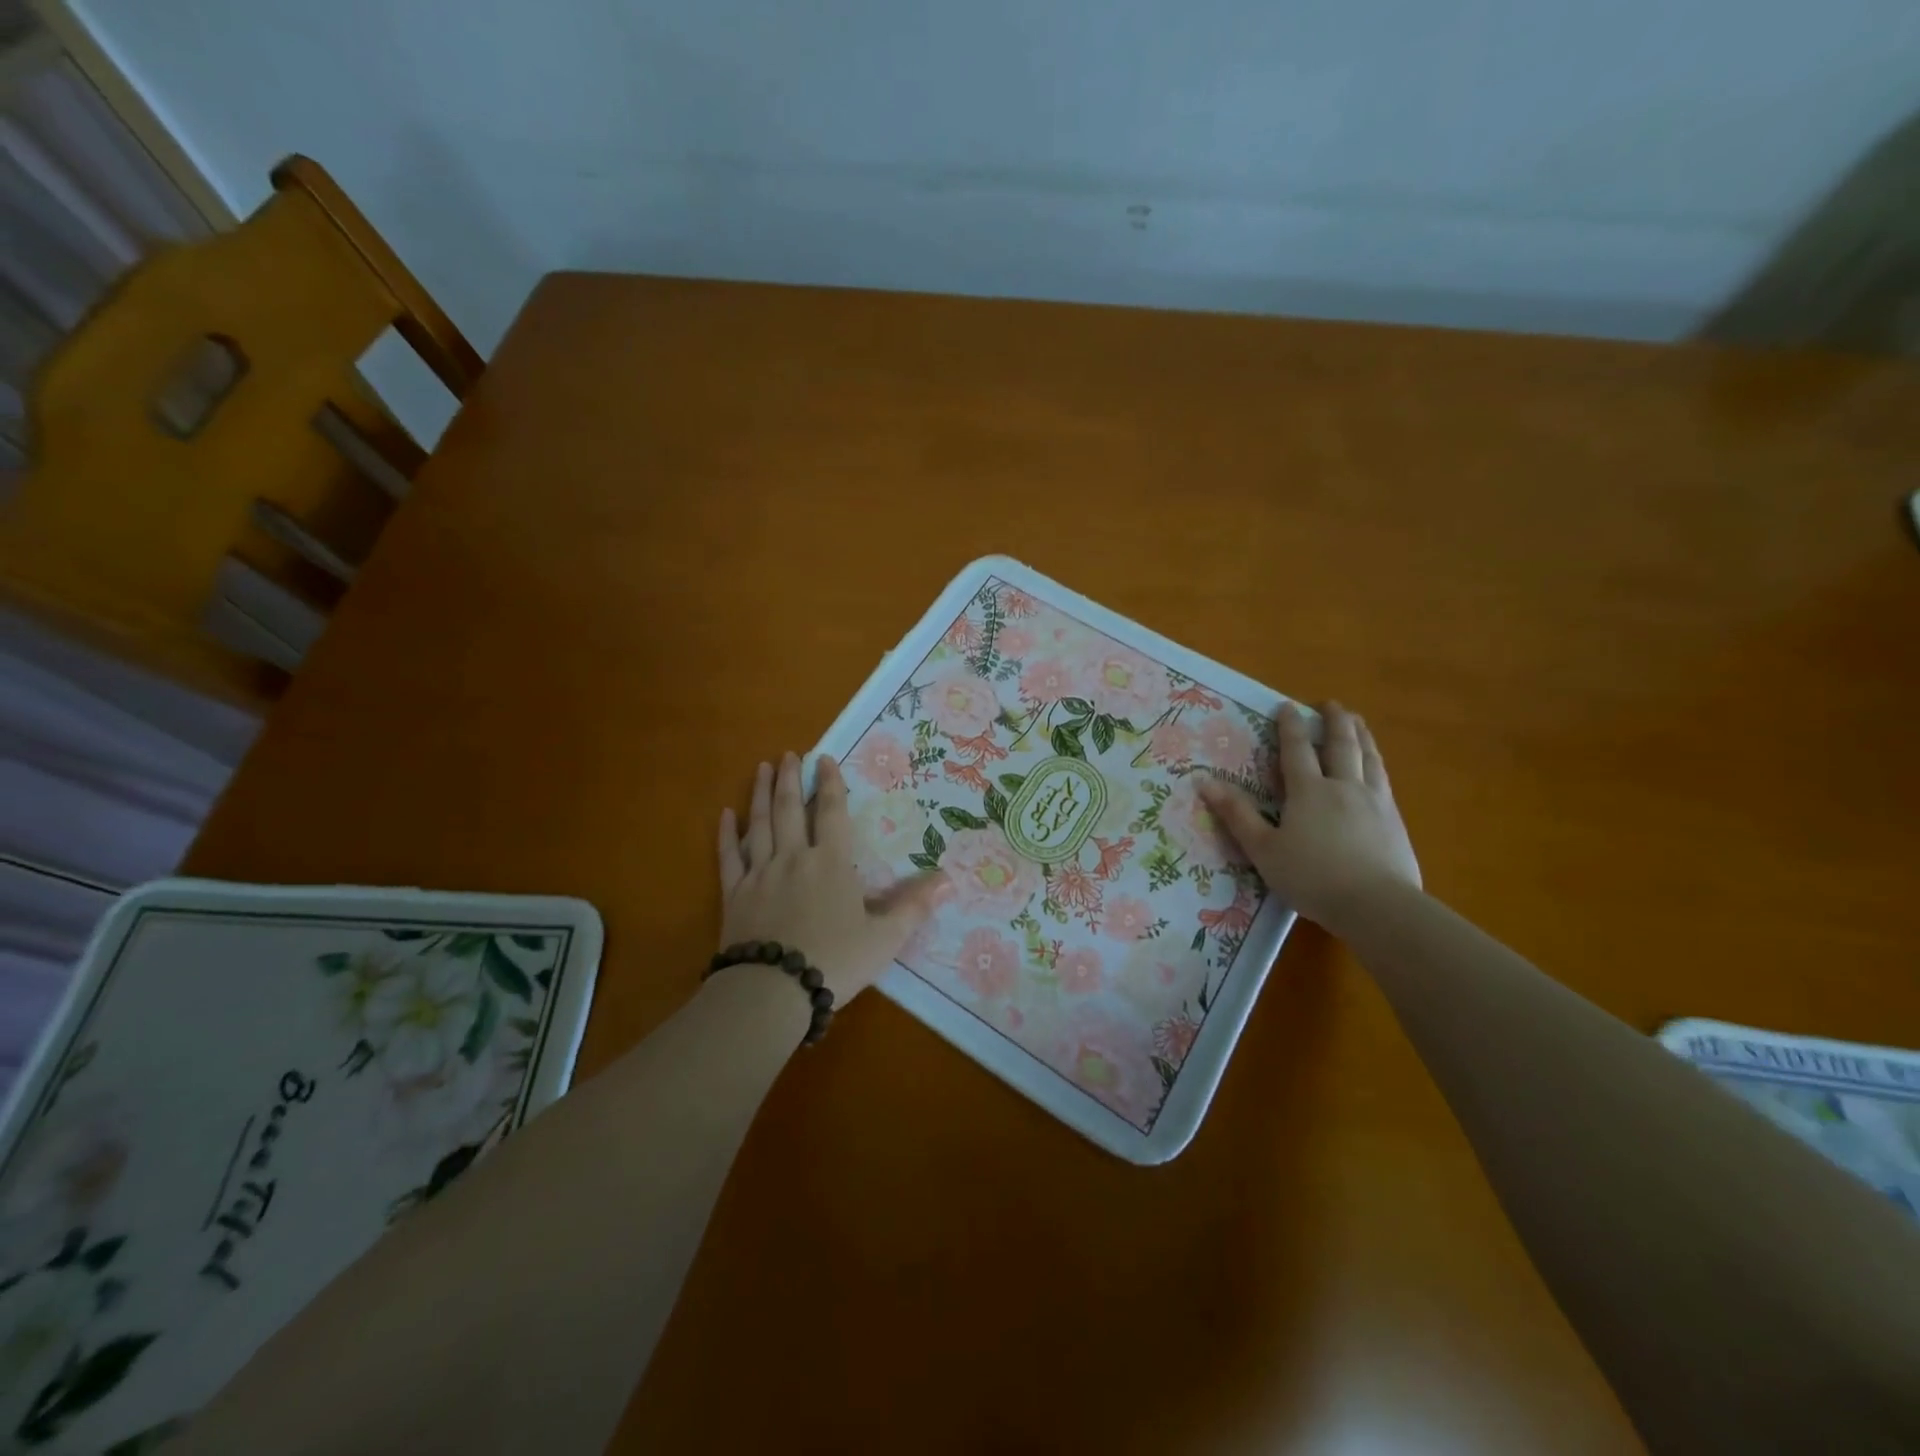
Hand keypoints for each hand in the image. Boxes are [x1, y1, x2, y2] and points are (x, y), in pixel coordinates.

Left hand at [716, 753, 949, 1003]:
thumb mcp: (885, 938)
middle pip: (789, 809)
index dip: (830, 784)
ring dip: (759, 794)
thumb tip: (948, 879)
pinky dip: (727, 835)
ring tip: (761, 768)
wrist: (772, 991)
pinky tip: (725, 815)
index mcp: (831, 863)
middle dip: (790, 779)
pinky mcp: (733, 896)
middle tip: (788, 754)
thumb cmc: (834, 961)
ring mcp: (759, 875)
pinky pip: (729, 857)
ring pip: (759, 824)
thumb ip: (914, 907)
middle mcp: (793, 858)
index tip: (824, 758)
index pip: (831, 813)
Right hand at [1200, 701, 1420, 937]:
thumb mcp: (1263, 849)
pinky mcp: (1395, 821)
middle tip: (1330, 704)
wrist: (1377, 905)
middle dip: (1334, 721)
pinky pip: (1384, 780)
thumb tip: (1204, 782)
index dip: (1290, 726)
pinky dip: (1377, 763)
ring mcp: (1375, 802)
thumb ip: (1237, 814)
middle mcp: (1343, 786)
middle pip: (1341, 744)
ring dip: (1361, 736)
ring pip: (1369, 758)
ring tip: (1358, 723)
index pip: (1297, 749)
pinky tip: (1377, 768)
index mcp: (1308, 791)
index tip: (1287, 706)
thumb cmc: (1311, 877)